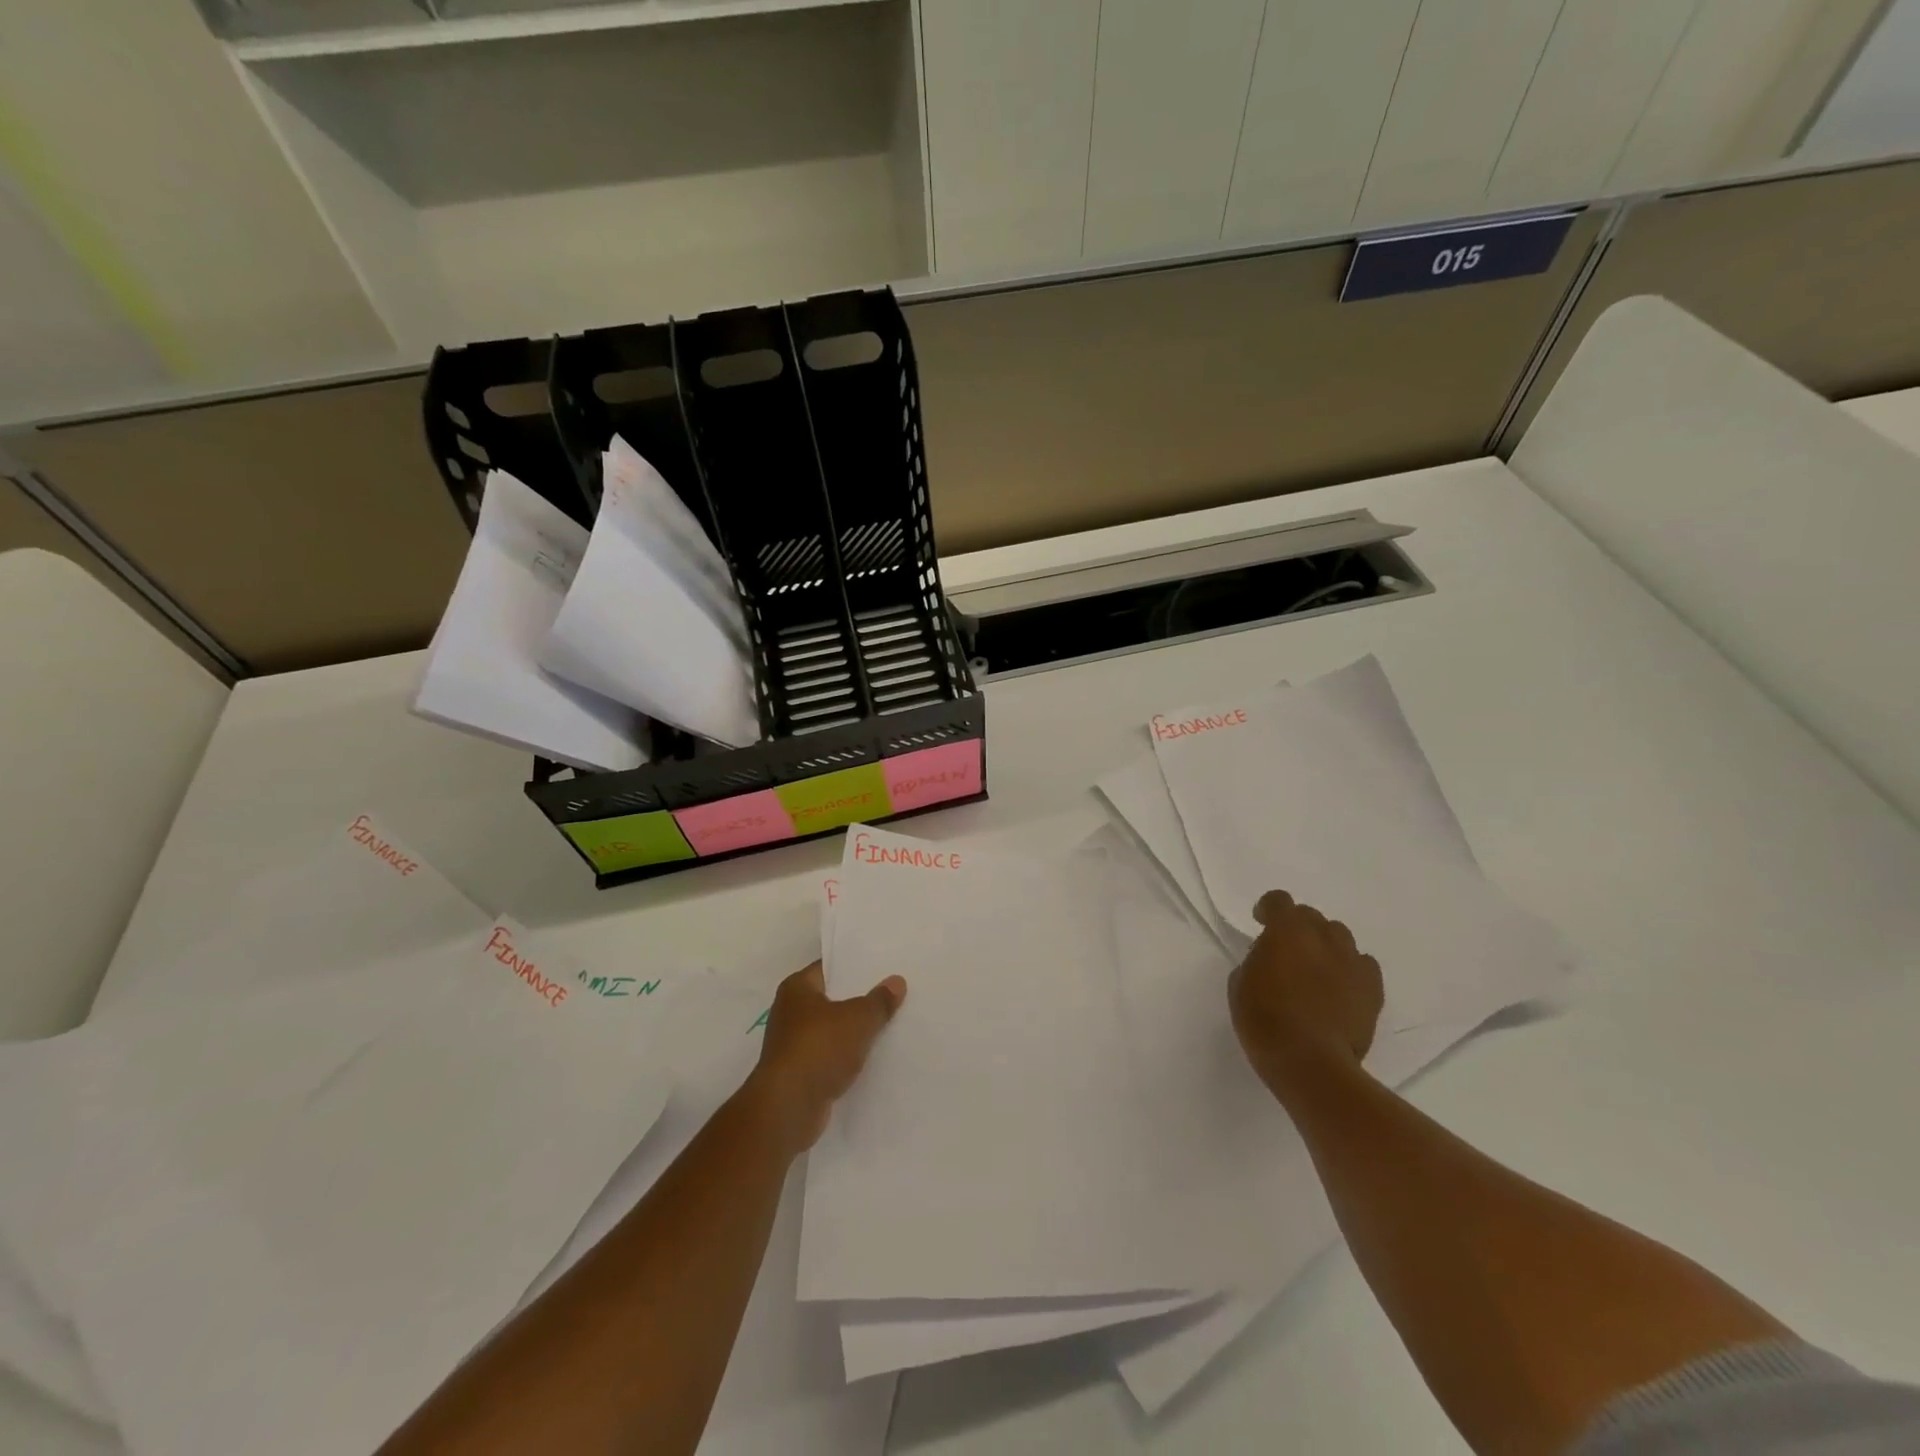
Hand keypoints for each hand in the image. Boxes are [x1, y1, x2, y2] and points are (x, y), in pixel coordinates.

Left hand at [744, 962, 905, 1154]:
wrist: (788, 1108)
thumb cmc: (819, 1048)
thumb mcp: (858, 1019)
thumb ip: (879, 1001)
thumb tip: (897, 981)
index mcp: (797, 988)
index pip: (829, 967)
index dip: (856, 966)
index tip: (884, 966)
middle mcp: (790, 1012)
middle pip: (832, 999)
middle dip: (860, 999)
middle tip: (894, 993)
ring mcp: (794, 1044)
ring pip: (833, 1030)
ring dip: (855, 1031)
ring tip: (890, 1024)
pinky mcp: (801, 1073)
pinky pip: (831, 1056)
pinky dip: (848, 1057)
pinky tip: (874, 1057)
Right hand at [1229, 890, 1382, 1106]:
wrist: (1311, 1064)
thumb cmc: (1265, 1022)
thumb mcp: (1240, 985)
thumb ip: (1256, 961)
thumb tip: (1270, 959)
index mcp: (1286, 932)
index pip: (1279, 901)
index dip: (1268, 908)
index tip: (1260, 922)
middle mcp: (1322, 938)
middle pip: (1312, 917)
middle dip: (1298, 926)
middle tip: (1288, 950)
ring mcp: (1351, 962)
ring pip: (1340, 936)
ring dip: (1325, 944)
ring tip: (1316, 967)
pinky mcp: (1373, 989)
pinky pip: (1363, 964)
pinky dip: (1350, 968)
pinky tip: (1340, 987)